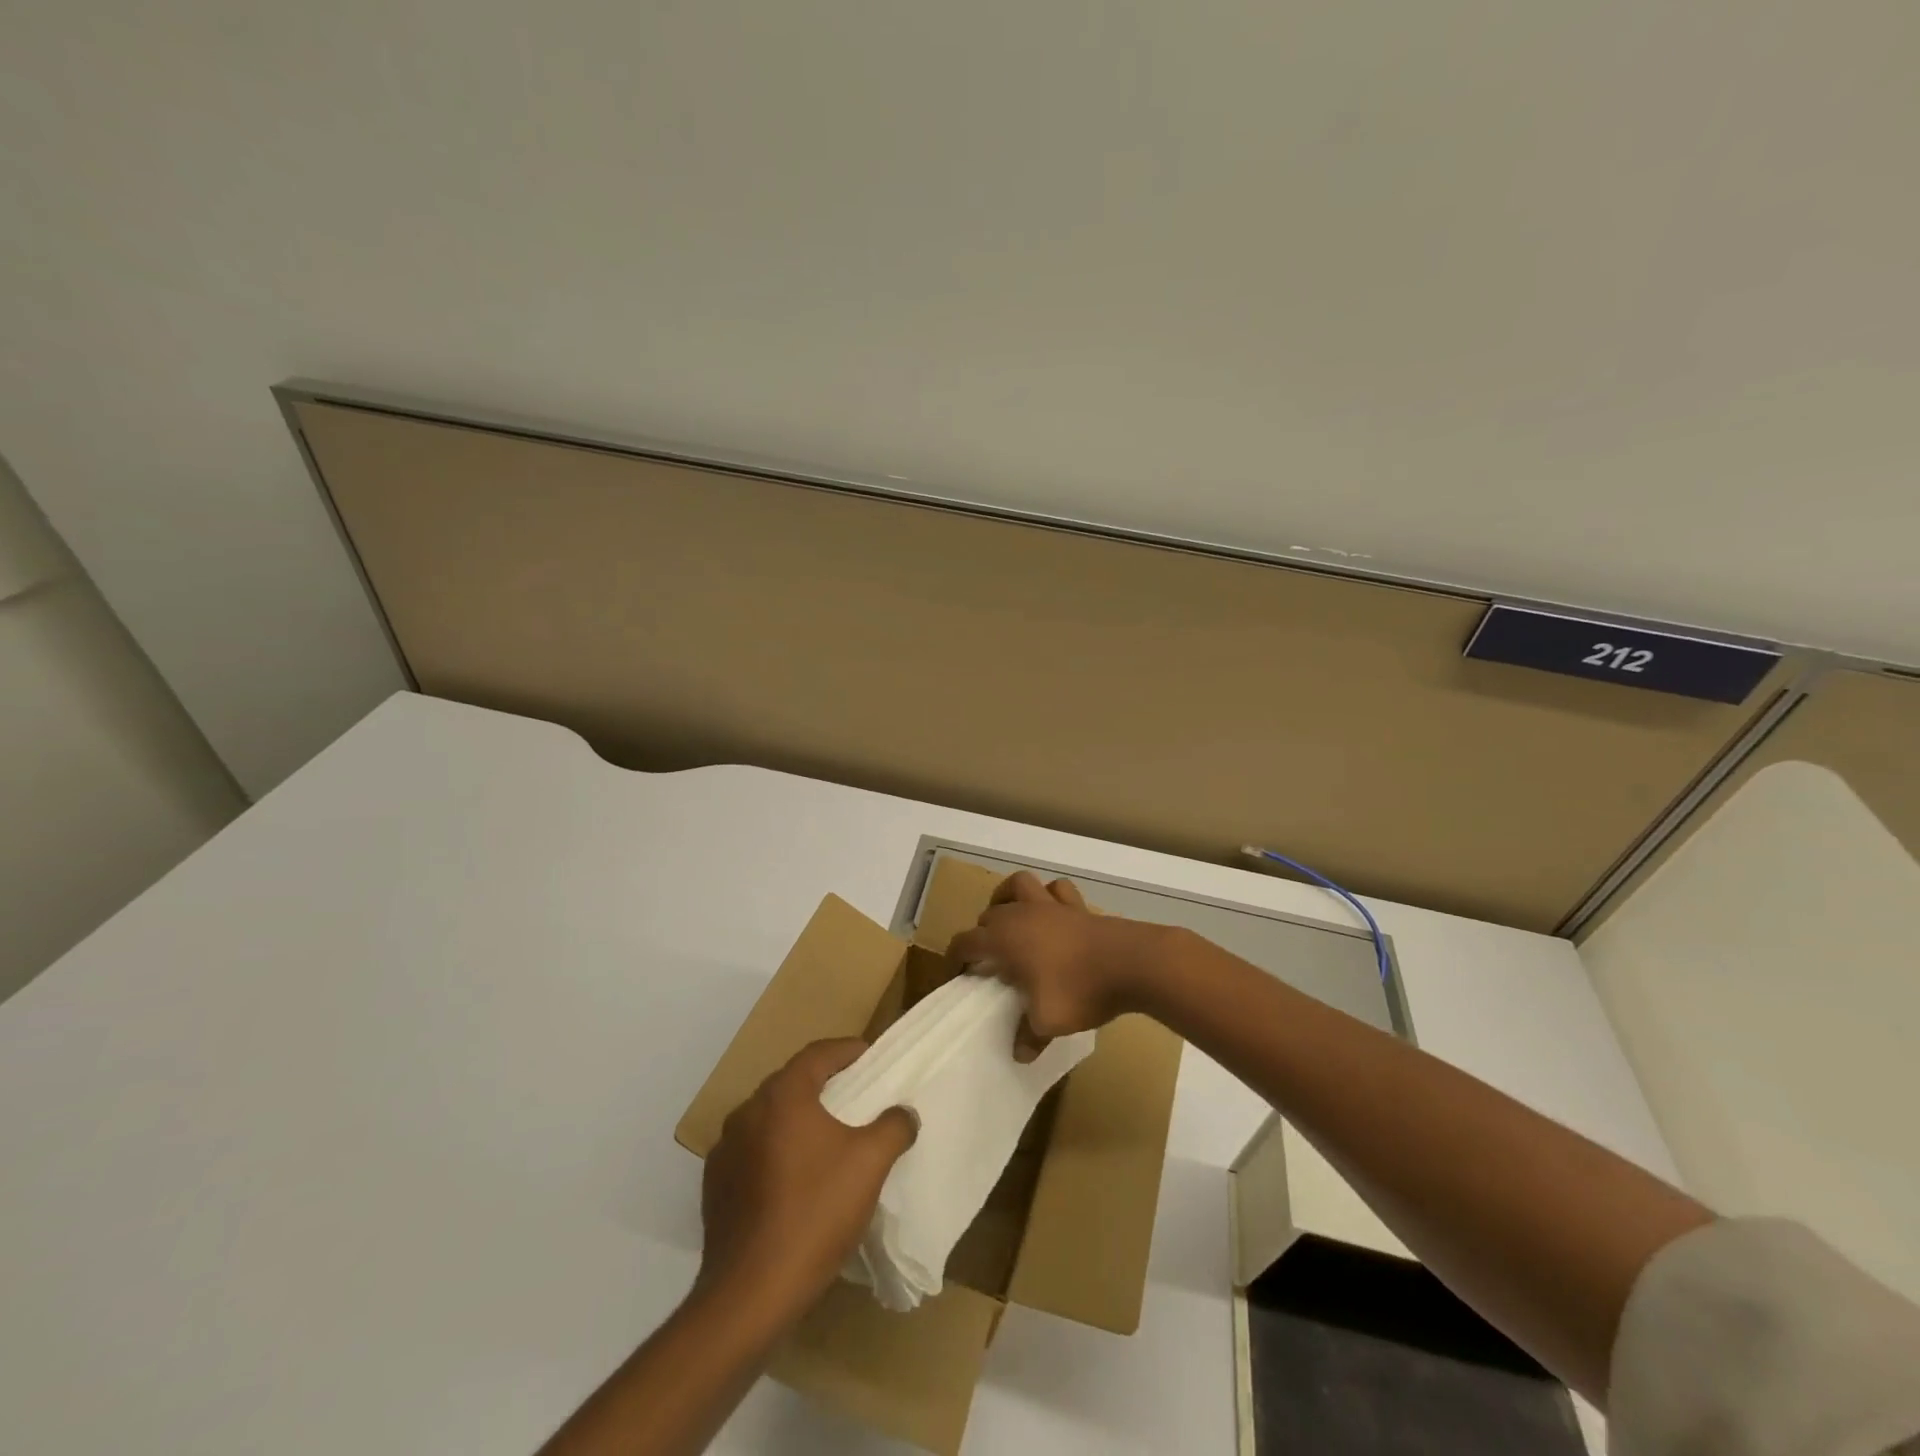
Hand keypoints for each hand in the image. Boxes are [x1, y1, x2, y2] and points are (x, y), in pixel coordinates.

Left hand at [697, 1039, 916, 1320]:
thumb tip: (904, 1113)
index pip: (818, 1053)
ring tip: (828, 1141)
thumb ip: (894, 1126)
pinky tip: (796, 1182)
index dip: (848, 1051)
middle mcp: (747, 1111)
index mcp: (782, 1095)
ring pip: (770, 1120)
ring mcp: (725, 1150)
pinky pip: (753, 1153)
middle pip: (792, 1083)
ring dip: (799, 1121)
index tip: (871, 1058)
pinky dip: (777, 1154)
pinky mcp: (715, 1187)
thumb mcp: (870, 1163)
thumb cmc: (815, 1212)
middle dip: (825, 1086)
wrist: (750, 1294)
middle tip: (856, 1098)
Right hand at [949, 873, 1164, 1050]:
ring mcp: (1051, 906)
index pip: (966, 941)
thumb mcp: (1048, 1022)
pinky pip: (1057, 890)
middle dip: (982, 933)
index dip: (955, 957)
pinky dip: (1049, 897)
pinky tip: (1052, 913)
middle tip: (990, 960)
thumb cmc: (1080, 990)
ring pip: (1019, 884)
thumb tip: (1020, 1054)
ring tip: (1011, 918)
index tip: (956, 974)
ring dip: (1008, 897)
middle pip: (989, 914)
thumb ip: (1029, 1036)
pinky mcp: (1078, 906)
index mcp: (1004, 939)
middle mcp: (1021, 914)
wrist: (1131, 963)